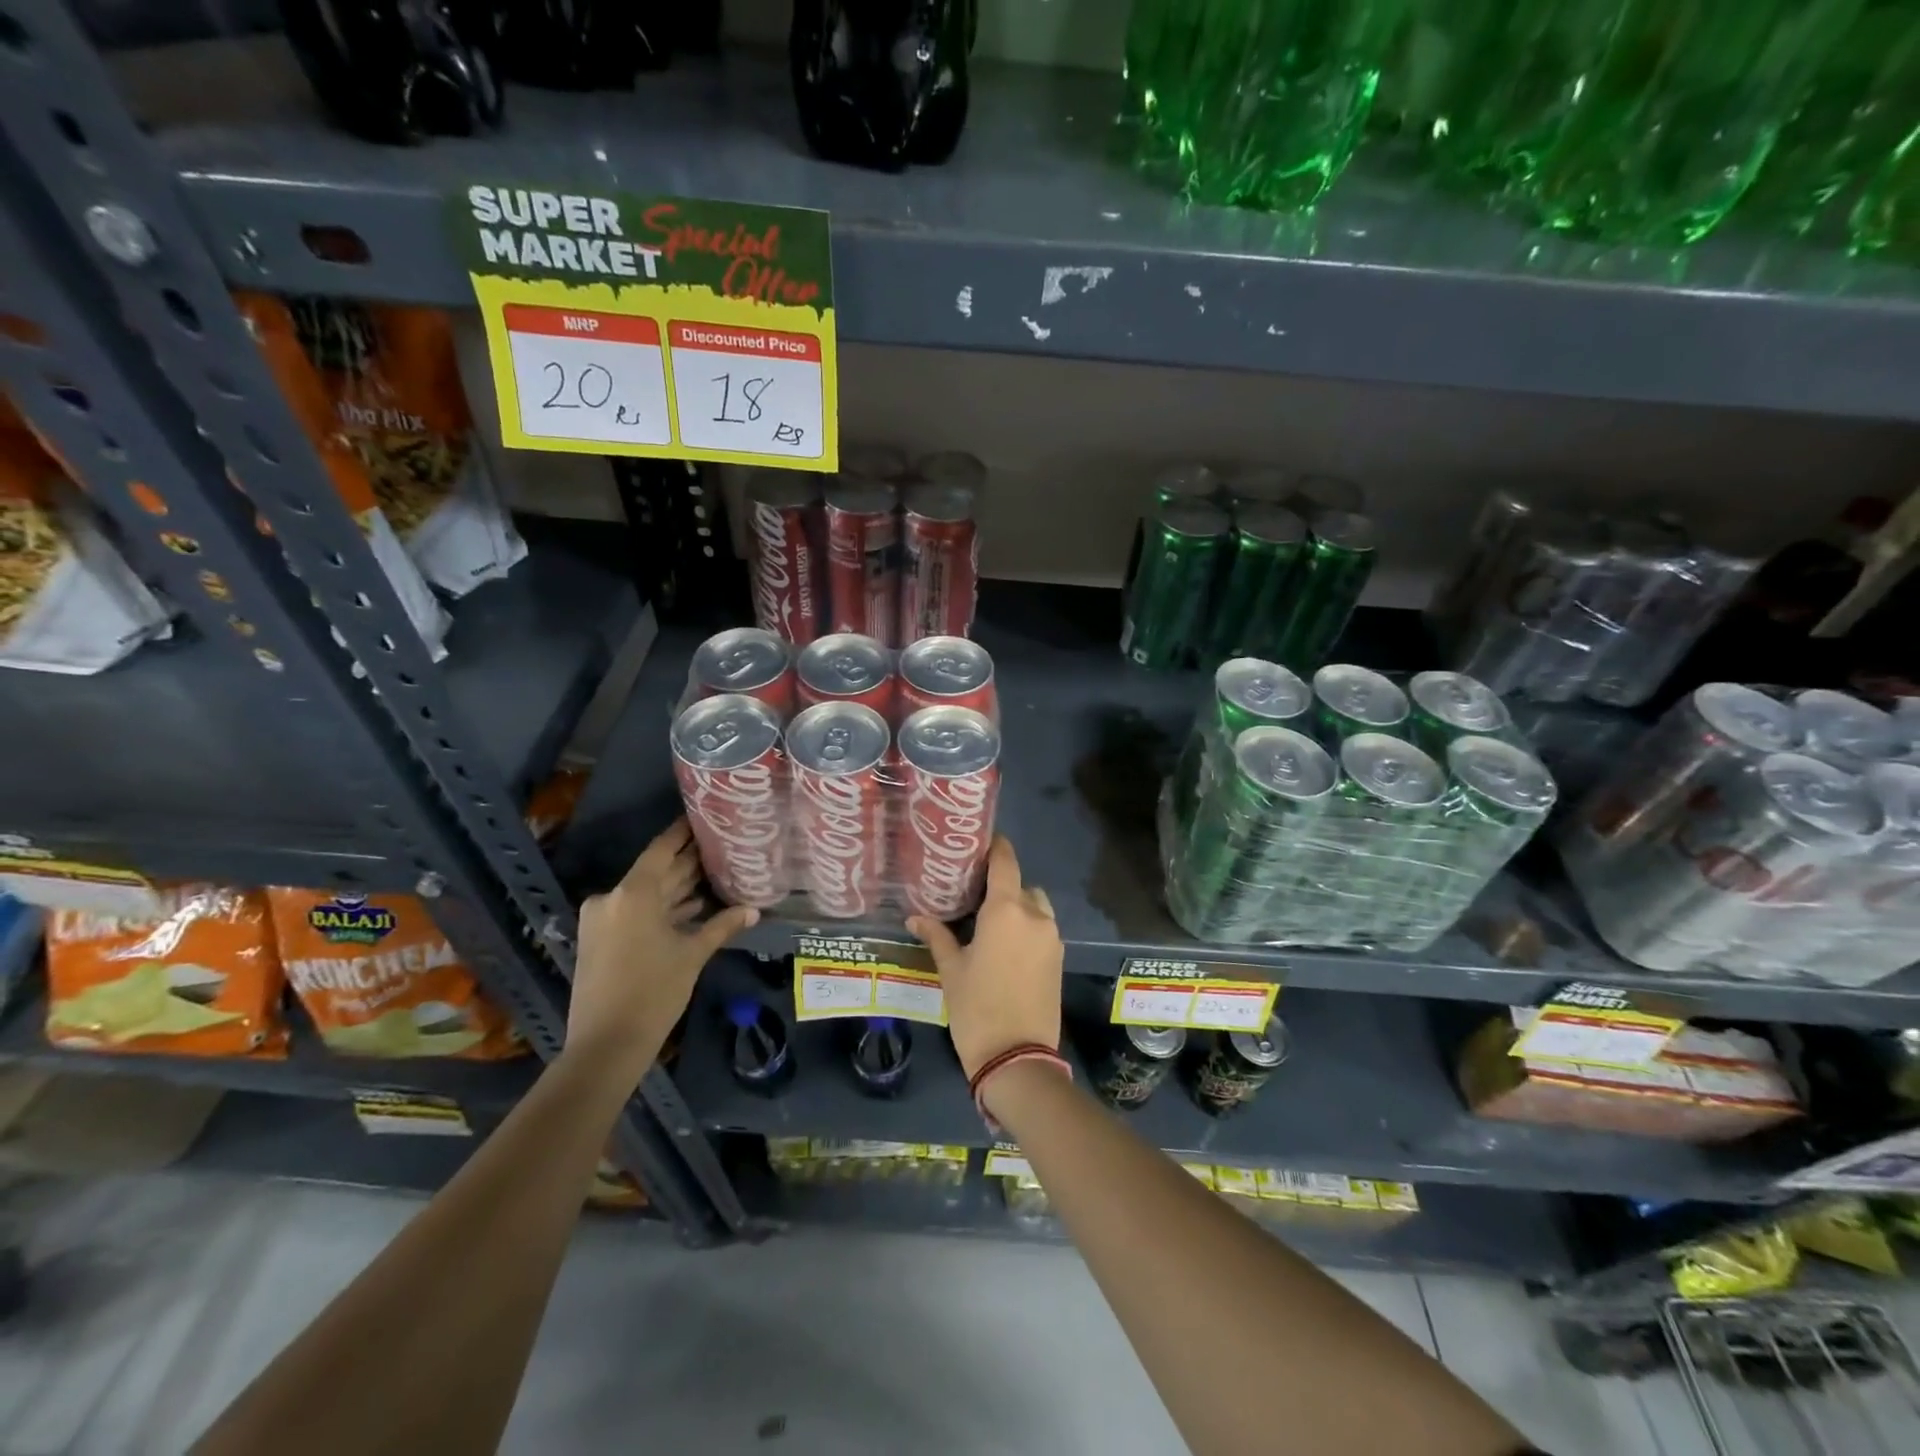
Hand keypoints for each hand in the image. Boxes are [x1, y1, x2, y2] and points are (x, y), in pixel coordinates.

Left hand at [567, 819, 757, 1078]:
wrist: (606, 1045)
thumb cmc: (654, 993)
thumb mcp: (692, 955)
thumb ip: (722, 926)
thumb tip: (754, 909)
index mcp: (633, 894)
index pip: (662, 850)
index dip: (683, 833)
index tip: (703, 816)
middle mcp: (613, 898)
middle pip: (656, 872)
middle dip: (687, 862)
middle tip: (720, 846)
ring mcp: (603, 920)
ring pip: (647, 894)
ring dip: (677, 888)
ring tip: (715, 874)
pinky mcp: (601, 939)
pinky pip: (636, 912)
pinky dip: (662, 909)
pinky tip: (692, 907)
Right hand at [908, 836, 1062, 1078]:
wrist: (1018, 1058)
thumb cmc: (977, 1008)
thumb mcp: (951, 969)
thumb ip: (937, 936)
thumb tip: (915, 918)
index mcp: (1006, 910)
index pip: (1005, 862)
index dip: (995, 847)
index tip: (980, 842)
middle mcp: (1035, 915)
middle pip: (1021, 884)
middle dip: (1001, 886)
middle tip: (974, 895)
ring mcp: (1052, 937)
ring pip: (1036, 907)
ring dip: (1018, 907)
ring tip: (991, 923)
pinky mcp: (1058, 958)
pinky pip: (1043, 929)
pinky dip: (1028, 928)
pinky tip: (1005, 946)